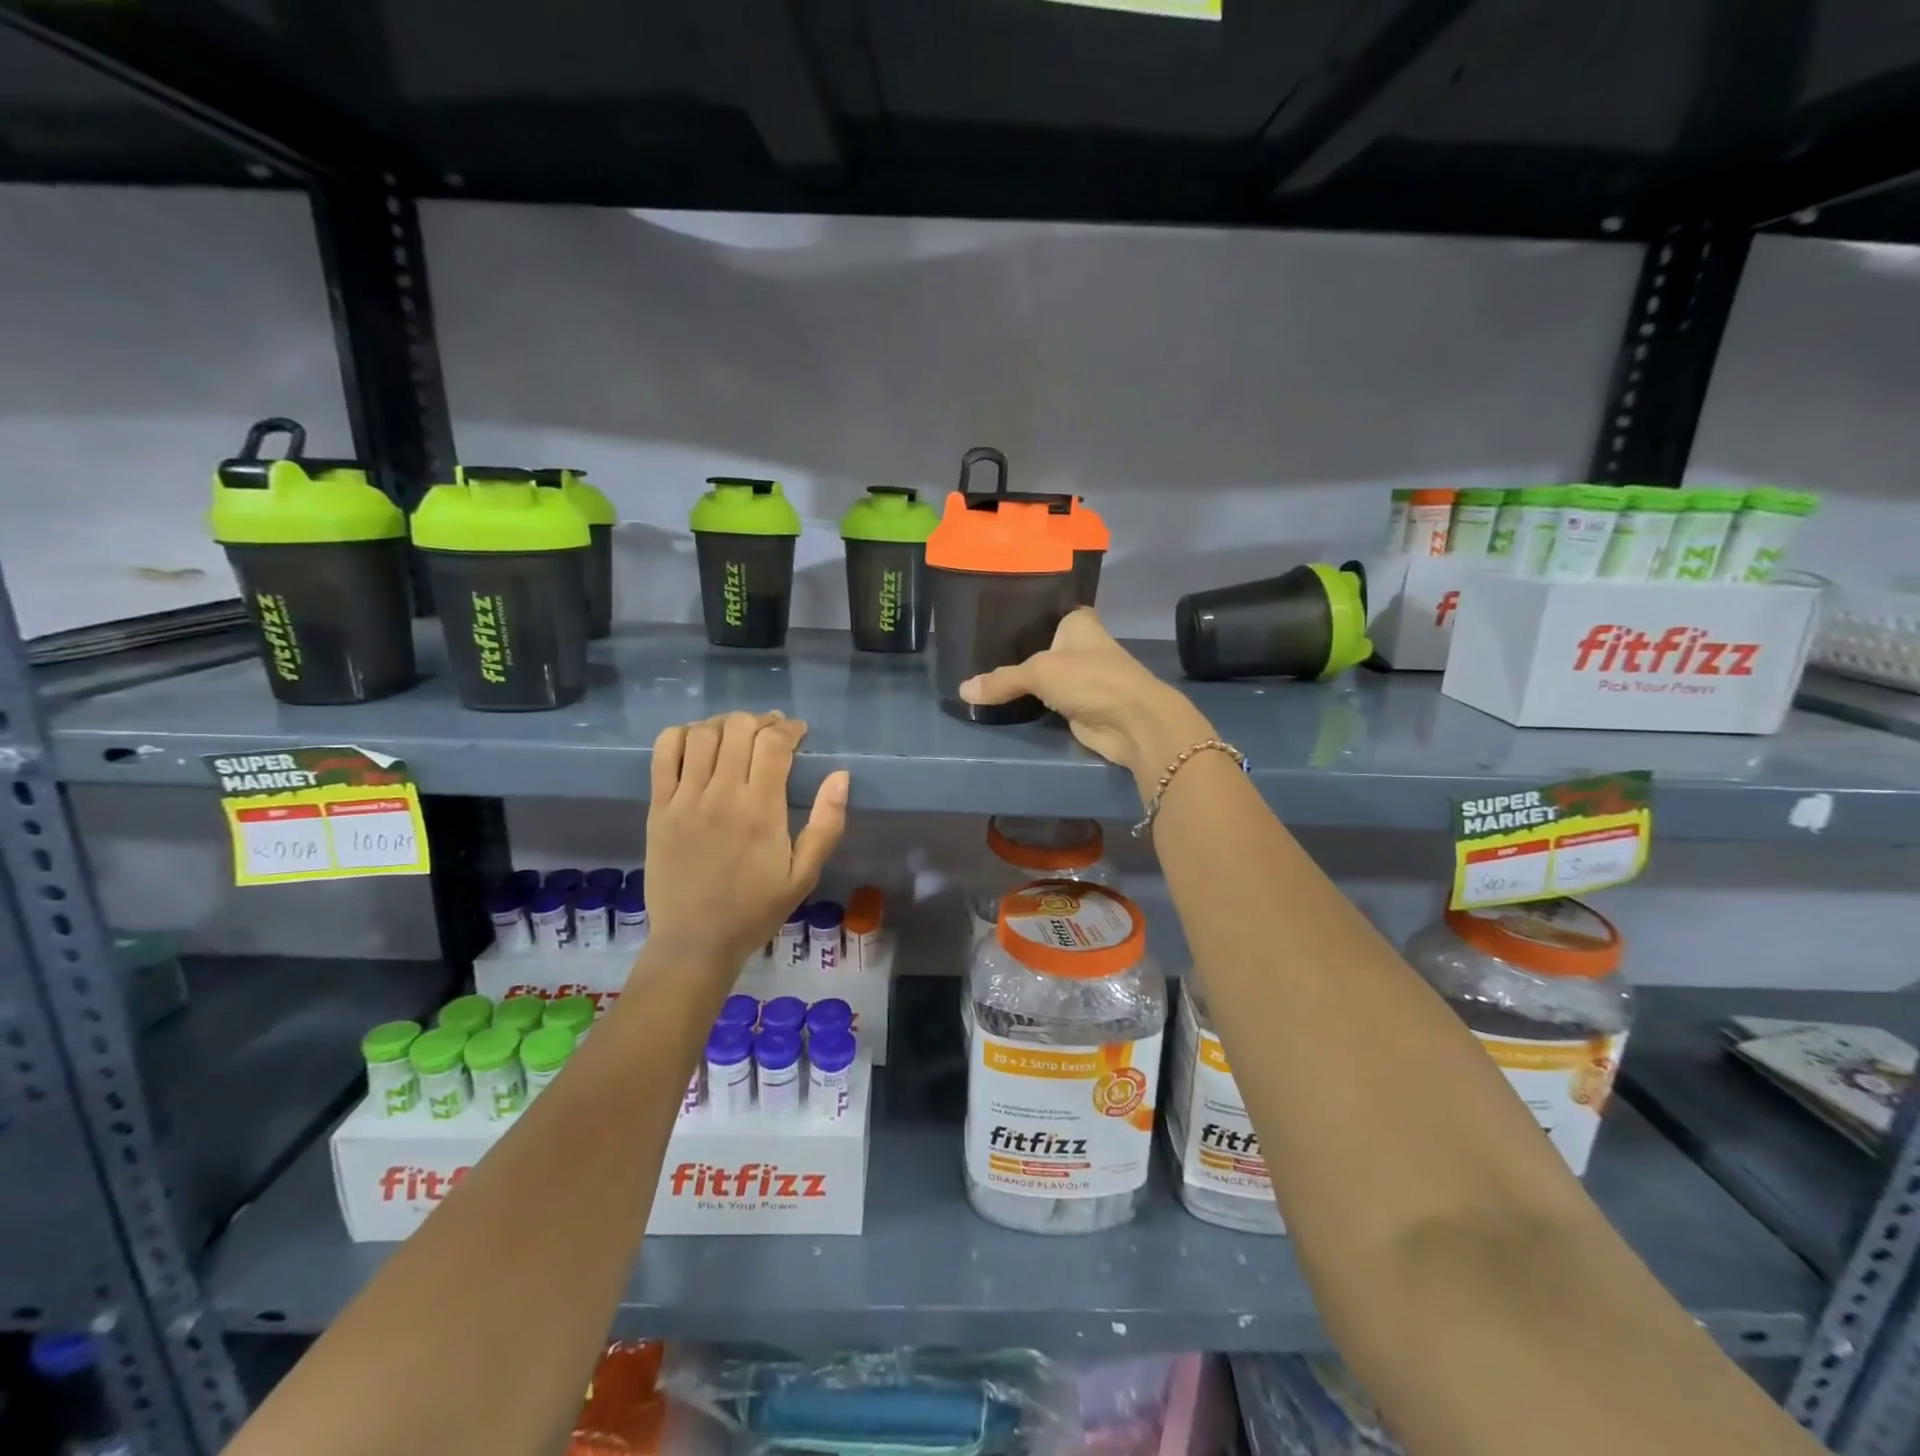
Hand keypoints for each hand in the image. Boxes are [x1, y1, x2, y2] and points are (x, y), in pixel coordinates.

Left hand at [642, 712, 849, 972]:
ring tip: (737, 735)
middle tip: (772, 734)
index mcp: (761, 809)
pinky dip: (680, 735)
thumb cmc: (756, 909)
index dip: (790, 729)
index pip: (774, 744)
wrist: (695, 940)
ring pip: (702, 733)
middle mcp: (721, 794)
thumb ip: (827, 824)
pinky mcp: (658, 806)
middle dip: (761, 722)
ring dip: (725, 724)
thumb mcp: (805, 875)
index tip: (799, 733)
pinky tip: (696, 742)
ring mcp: (685, 798)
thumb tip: (840, 775)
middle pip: (738, 729)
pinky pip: (663, 752)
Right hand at [958, 609, 1215, 794]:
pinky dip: (1028, 702)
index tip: (987, 618)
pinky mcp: (1077, 704)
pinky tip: (1001, 698)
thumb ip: (1002, 680)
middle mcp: (1080, 644)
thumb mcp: (1040, 672)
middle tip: (973, 650)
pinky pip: (1044, 700)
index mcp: (1078, 622)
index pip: (1044, 610)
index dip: (1019, 614)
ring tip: (980, 674)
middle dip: (1012, 650)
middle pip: (1038, 645)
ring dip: (1020, 680)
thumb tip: (963, 691)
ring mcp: (1080, 676)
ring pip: (1041, 675)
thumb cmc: (1091, 680)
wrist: (1132, 722)